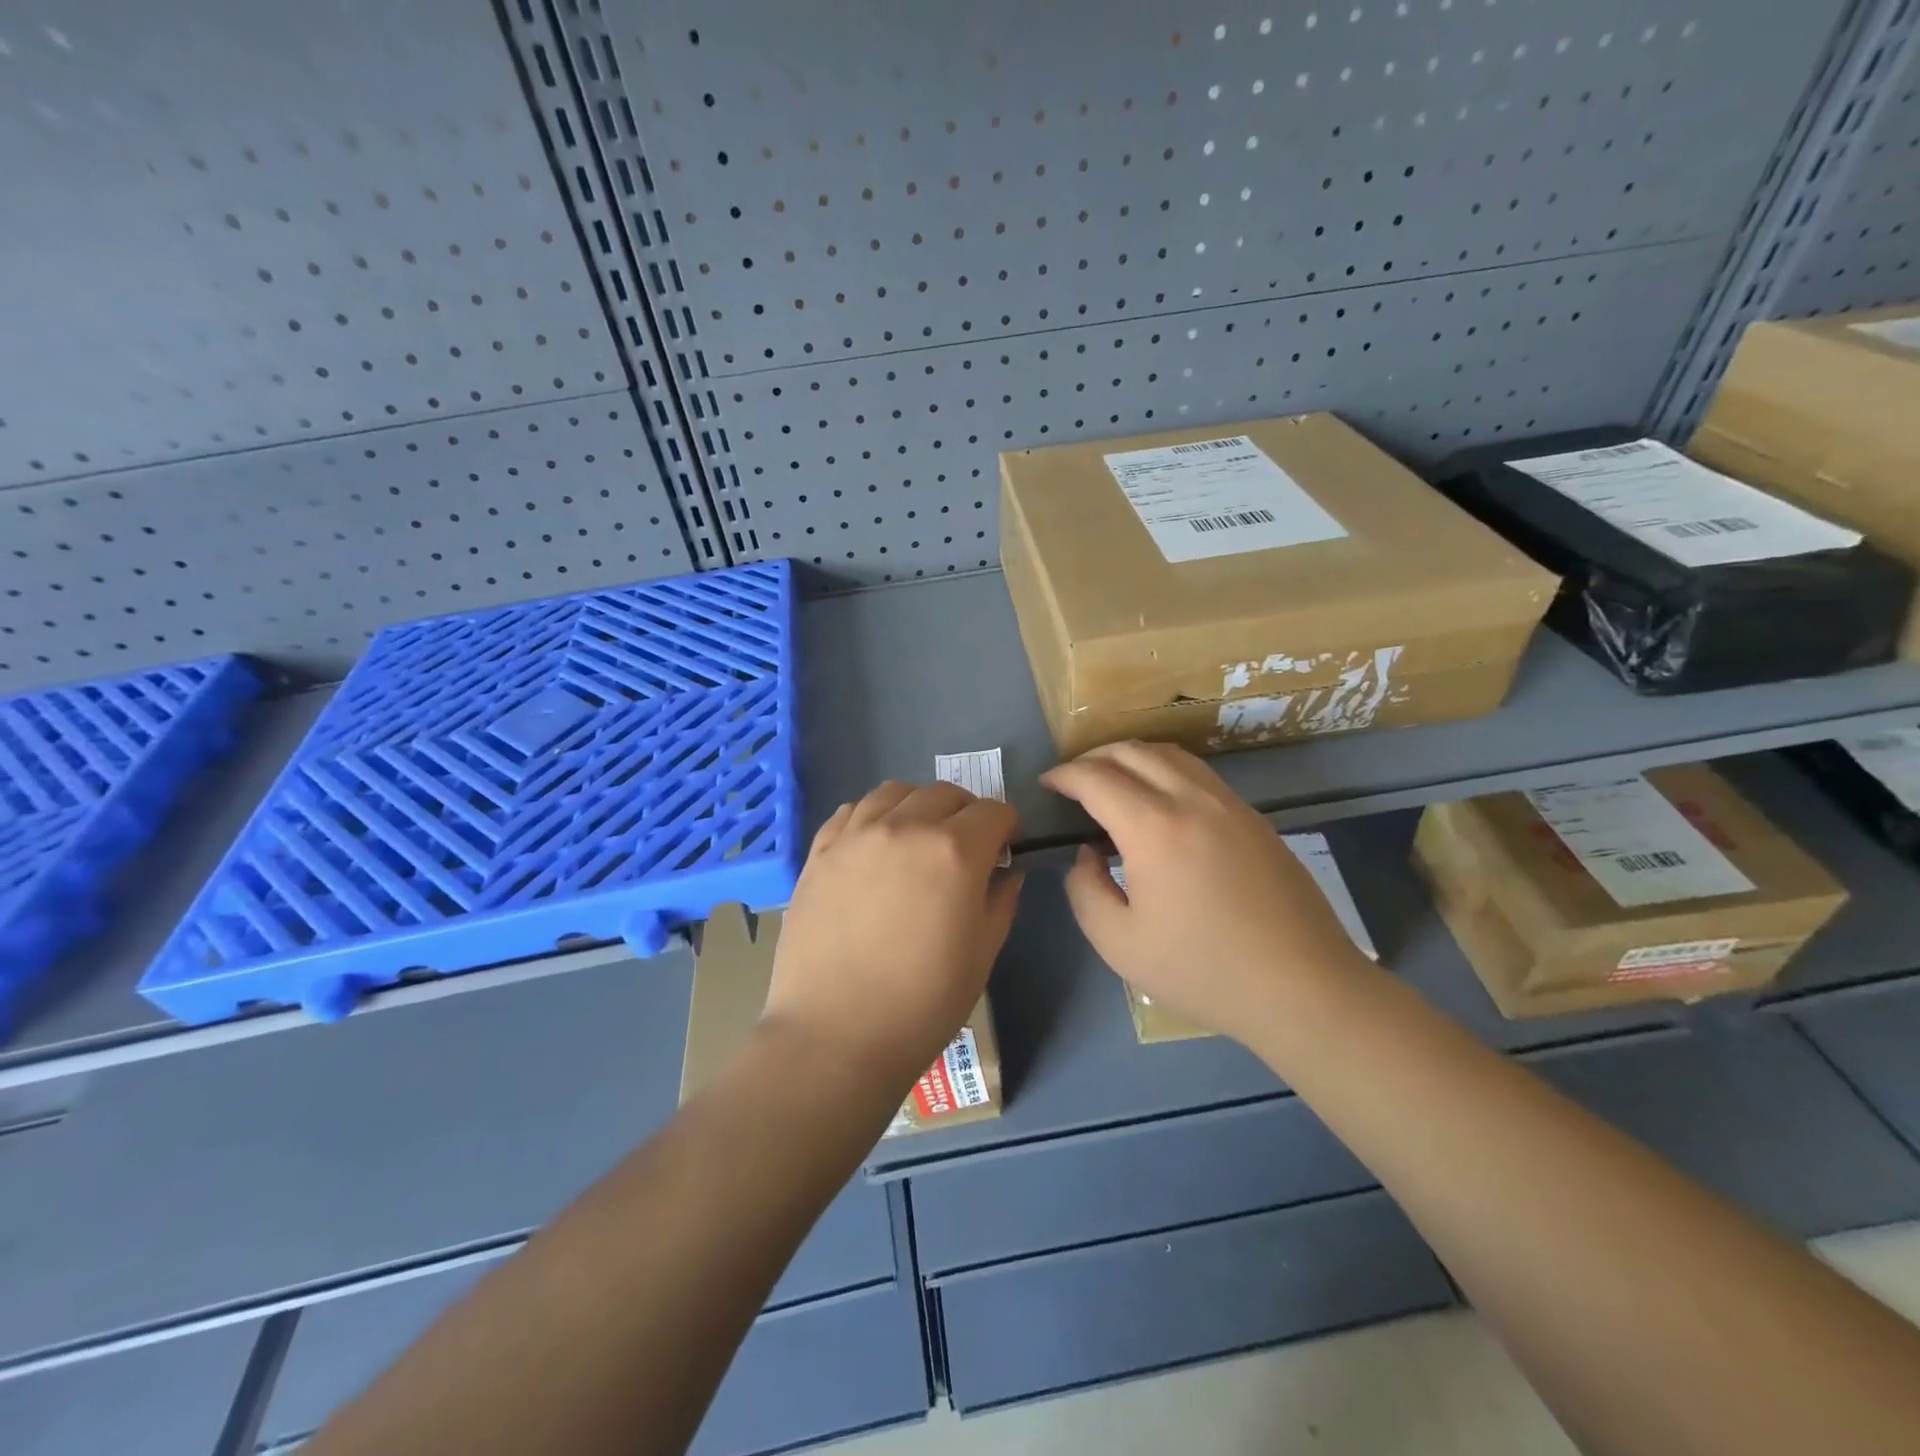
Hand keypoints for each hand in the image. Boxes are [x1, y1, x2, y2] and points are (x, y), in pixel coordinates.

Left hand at [762, 782, 1022, 1092]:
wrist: (835, 1035)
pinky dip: (872, 816)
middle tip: (964, 847)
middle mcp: (906, 827)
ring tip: (916, 838)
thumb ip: (1001, 901)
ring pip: (895, 792)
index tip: (1003, 851)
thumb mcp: (982, 954)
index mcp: (955, 851)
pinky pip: (851, 811)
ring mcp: (856, 835)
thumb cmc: (923, 1003)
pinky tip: (874, 844)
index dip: (1006, 828)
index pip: (994, 811)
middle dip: (965, 813)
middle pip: (945, 793)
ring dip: (917, 806)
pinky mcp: (820, 852)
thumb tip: (1004, 872)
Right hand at [1041, 741, 1365, 1041]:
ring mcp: (1229, 804)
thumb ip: (1085, 891)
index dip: (1064, 775)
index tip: (1047, 784)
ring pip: (1171, 755)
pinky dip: (1165, 771)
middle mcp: (1192, 800)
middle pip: (1133, 752)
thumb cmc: (1203, 970)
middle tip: (1073, 779)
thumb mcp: (1119, 944)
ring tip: (1113, 781)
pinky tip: (1159, 802)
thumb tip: (1087, 855)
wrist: (1302, 987)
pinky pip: (1198, 774)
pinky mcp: (1254, 818)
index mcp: (1154, 828)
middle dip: (1094, 757)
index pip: (1096, 778)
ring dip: (1132, 758)